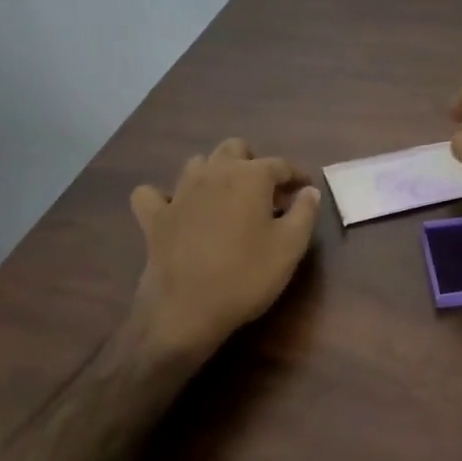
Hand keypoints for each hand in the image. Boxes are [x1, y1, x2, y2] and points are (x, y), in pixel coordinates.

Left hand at [127, 138, 321, 361]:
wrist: (185, 312)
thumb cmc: (246, 276)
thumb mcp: (290, 247)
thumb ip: (305, 212)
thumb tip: (309, 190)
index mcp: (251, 176)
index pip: (280, 164)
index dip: (296, 175)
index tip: (304, 189)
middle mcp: (215, 173)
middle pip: (235, 148)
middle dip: (252, 162)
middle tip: (265, 193)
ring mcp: (180, 193)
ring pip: (197, 163)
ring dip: (214, 173)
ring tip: (227, 198)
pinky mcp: (154, 217)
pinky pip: (152, 194)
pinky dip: (163, 197)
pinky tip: (174, 210)